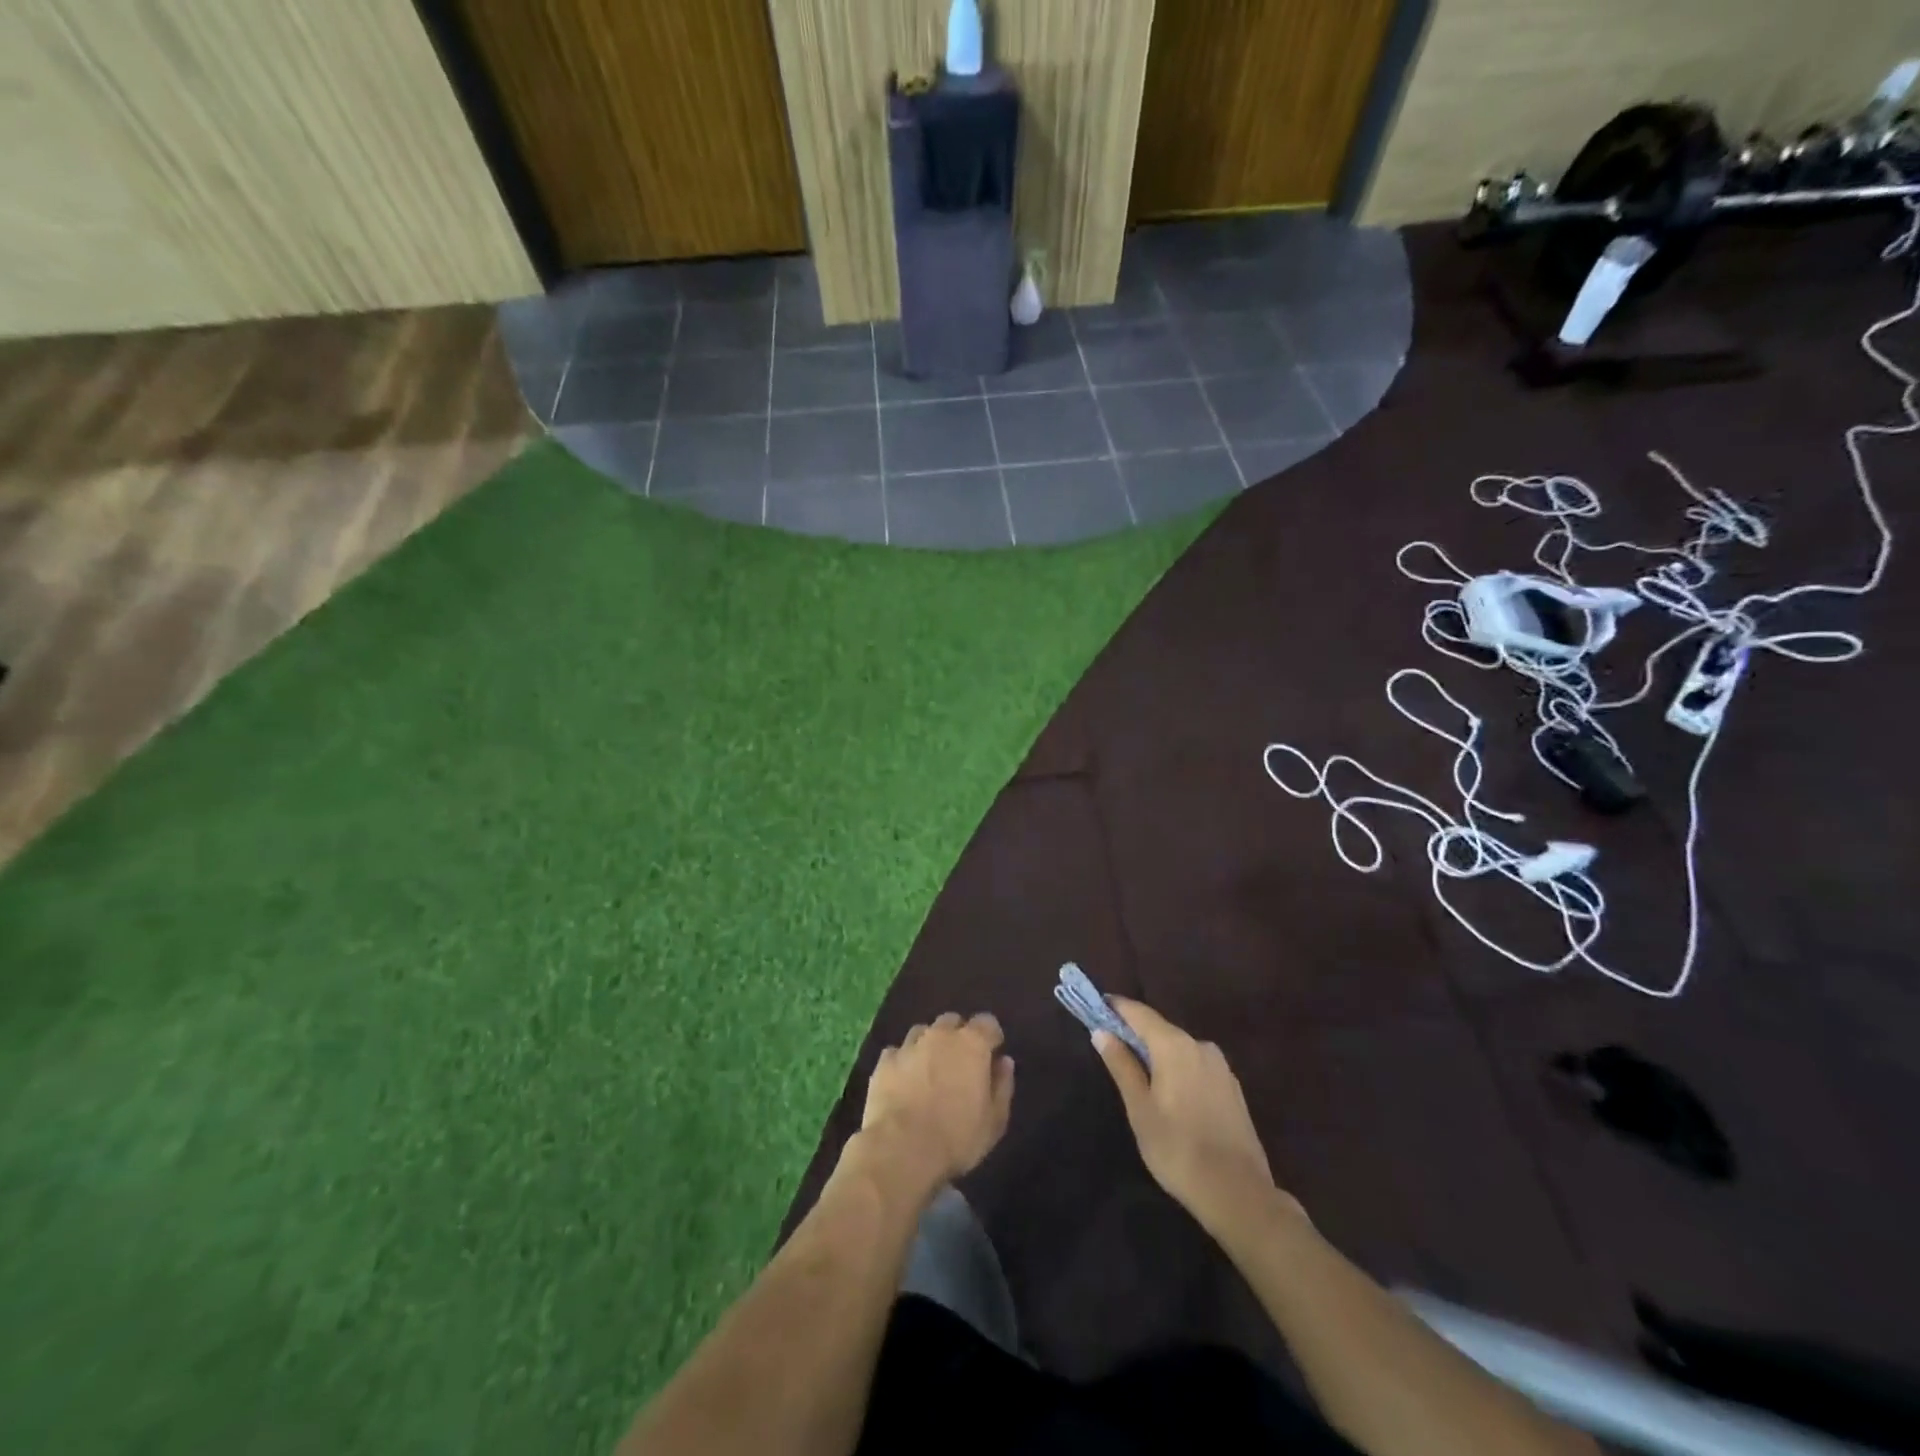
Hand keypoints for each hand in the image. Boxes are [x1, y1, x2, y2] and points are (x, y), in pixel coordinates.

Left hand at [856, 1013, 1014, 1196]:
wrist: (901, 1149)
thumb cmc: (956, 1138)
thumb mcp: (994, 1121)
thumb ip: (1002, 1086)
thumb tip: (1003, 1062)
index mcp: (972, 1043)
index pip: (987, 1022)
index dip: (990, 1037)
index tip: (991, 1054)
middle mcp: (940, 1035)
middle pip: (952, 1022)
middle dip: (958, 1036)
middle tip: (960, 1064)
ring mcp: (909, 1045)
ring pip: (922, 1032)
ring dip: (929, 1045)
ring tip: (930, 1071)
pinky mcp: (884, 1061)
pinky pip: (897, 1052)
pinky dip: (903, 1062)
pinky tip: (903, 1082)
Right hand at [1092, 999, 1301, 1235]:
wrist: (1238, 1193)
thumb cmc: (1177, 1148)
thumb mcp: (1140, 1108)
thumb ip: (1122, 1065)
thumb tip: (1102, 1032)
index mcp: (1174, 1045)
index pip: (1139, 1013)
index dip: (1117, 1008)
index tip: (1097, 1006)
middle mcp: (1200, 1045)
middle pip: (1160, 1029)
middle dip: (1135, 1033)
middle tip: (1112, 1046)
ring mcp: (1220, 1067)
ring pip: (1180, 1049)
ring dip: (1158, 1054)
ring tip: (1139, 1076)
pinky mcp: (1232, 1088)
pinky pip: (1196, 1066)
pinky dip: (1178, 1069)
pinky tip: (1171, 1094)